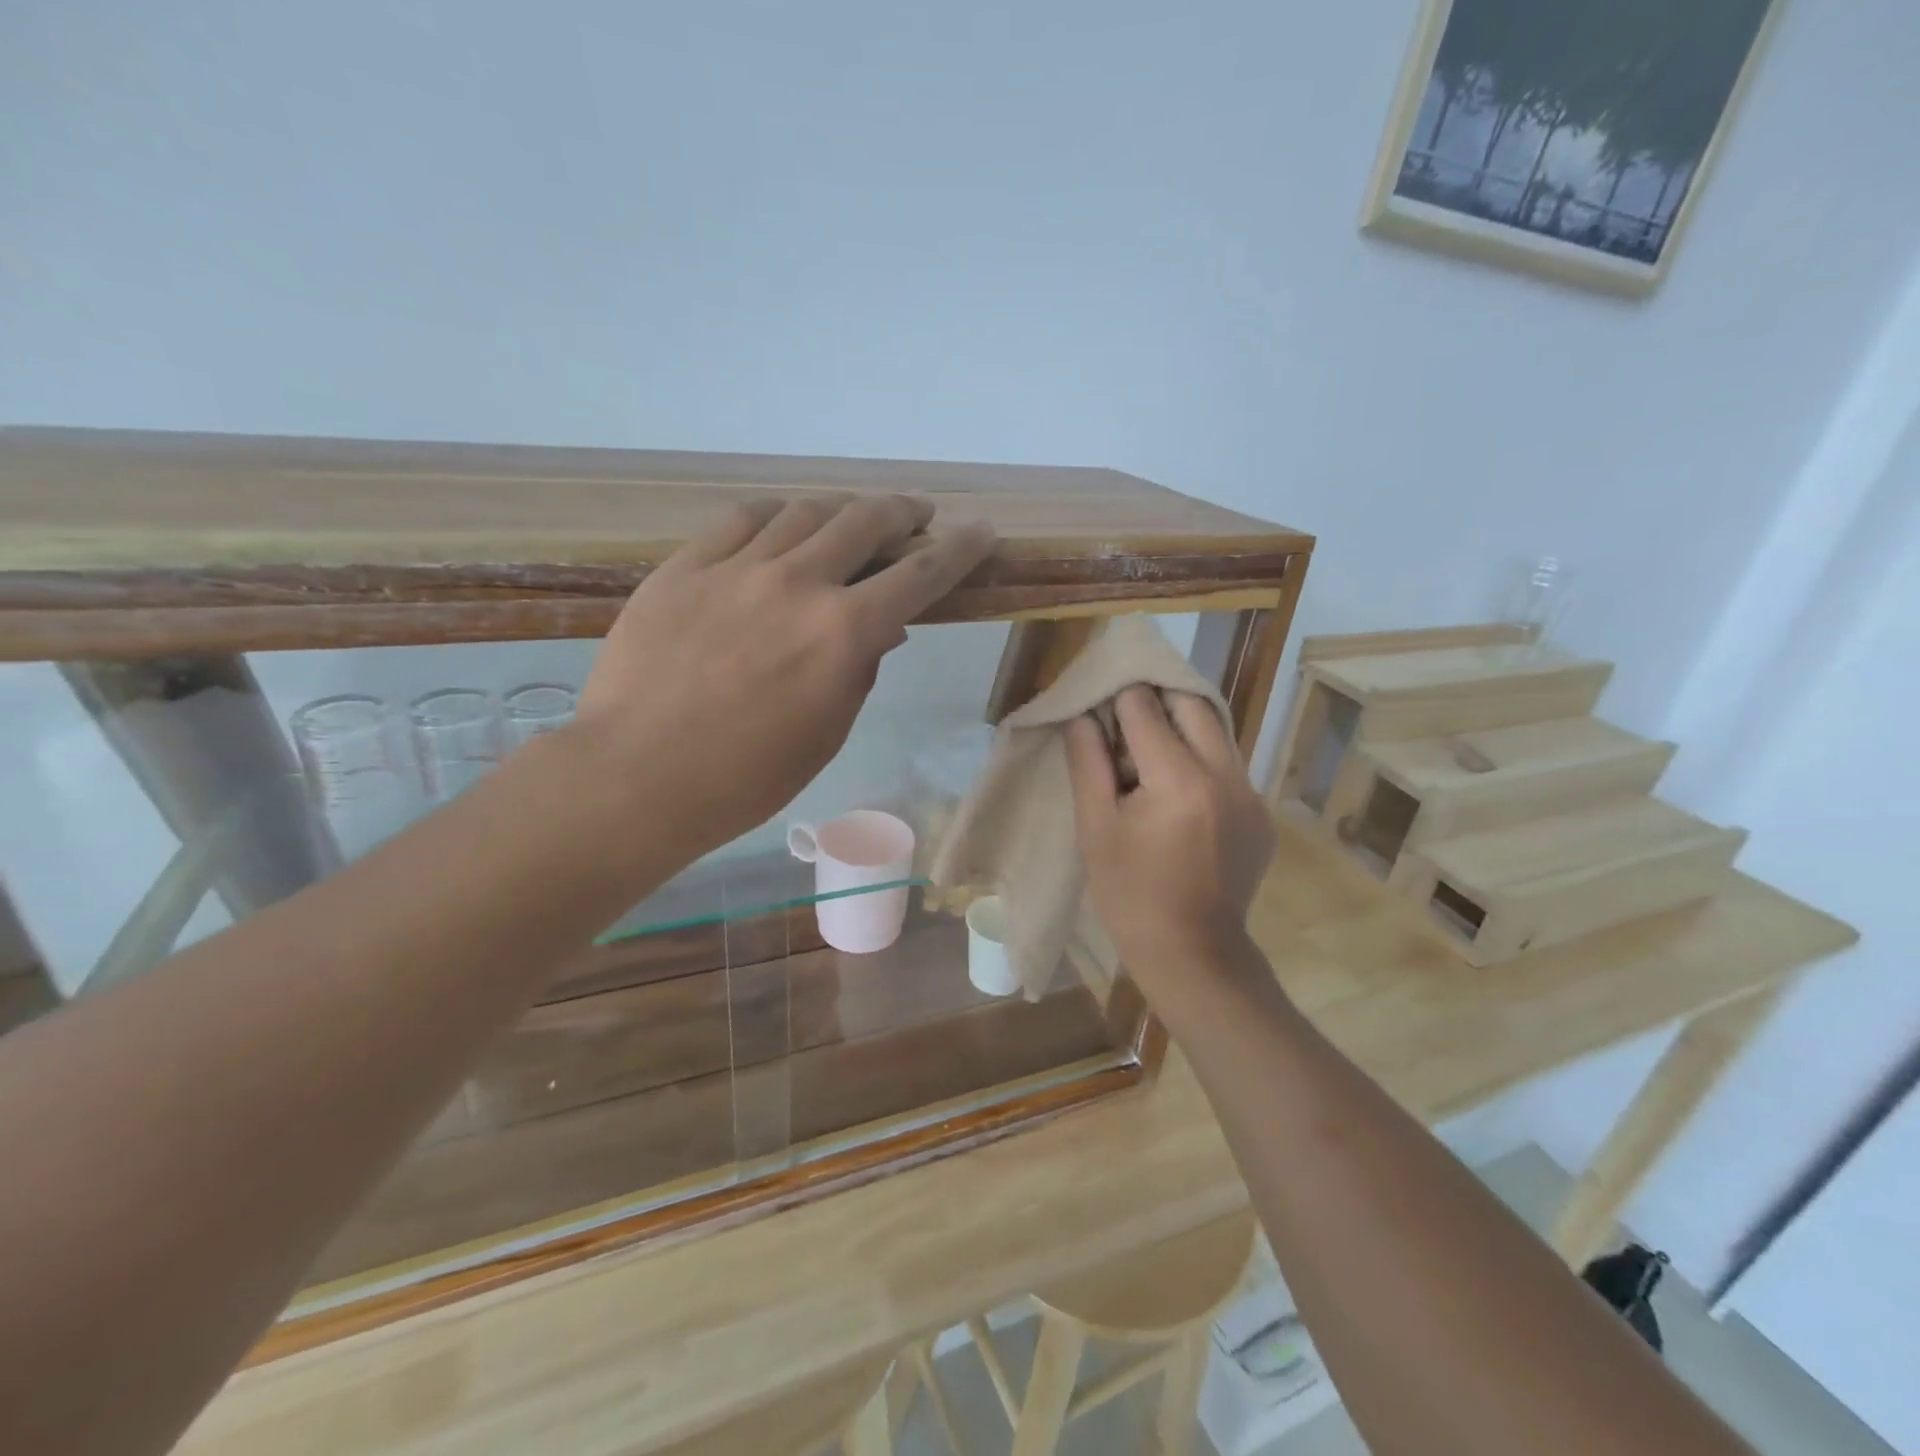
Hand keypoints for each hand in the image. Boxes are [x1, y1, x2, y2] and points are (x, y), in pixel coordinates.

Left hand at [572, 495, 994, 860]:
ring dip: (839, 511)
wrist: (636, 777)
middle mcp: (798, 583)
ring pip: (803, 511)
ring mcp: (736, 568)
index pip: (920, 574)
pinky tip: (779, 526)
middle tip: (913, 516)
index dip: (959, 549)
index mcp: (843, 633)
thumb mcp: (826, 733)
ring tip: (846, 523)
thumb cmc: (746, 777)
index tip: (981, 531)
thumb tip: (882, 625)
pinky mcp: (685, 567)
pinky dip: (774, 517)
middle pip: (864, 520)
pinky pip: (740, 520)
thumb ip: (860, 669)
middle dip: (901, 513)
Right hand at [1065, 686, 1275, 1003]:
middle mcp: (1225, 775)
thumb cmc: (1129, 894)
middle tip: (1124, 719)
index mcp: (1179, 779)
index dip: (1117, 699)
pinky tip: (1176, 792)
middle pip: (1191, 703)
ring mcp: (1251, 794)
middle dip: (1155, 700)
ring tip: (1147, 754)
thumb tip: (1083, 714)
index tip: (1099, 703)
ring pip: (1215, 730)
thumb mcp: (1095, 827)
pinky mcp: (1262, 814)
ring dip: (1181, 727)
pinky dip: (1200, 760)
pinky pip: (1229, 765)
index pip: (1145, 707)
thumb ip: (1088, 760)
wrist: (1192, 952)